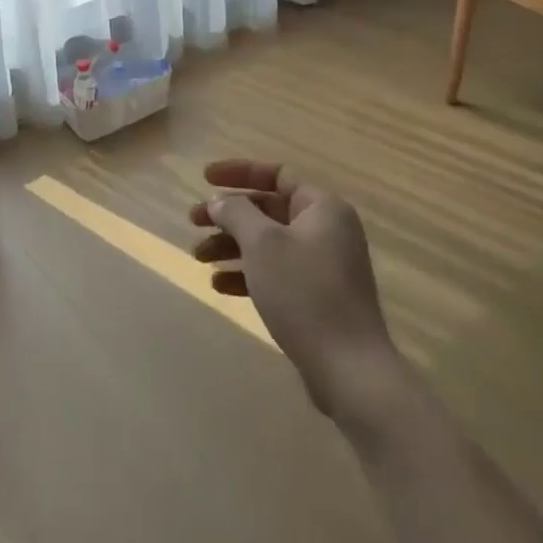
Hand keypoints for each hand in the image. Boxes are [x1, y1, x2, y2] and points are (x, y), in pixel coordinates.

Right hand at [189, 160, 399, 421]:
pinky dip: (248, 273)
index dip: (238, 172)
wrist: (349, 369)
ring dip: (231, 246)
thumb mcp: (262, 244)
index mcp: (323, 207)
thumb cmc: (304, 293)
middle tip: (193, 222)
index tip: (204, 178)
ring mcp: (324, 266)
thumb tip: (219, 201)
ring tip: (198, 258)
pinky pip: (276, 273)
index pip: (276, 174)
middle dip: (228, 216)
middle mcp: (327, 230)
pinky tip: (220, 286)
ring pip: (268, 243)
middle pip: (268, 210)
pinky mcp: (317, 297)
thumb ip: (236, 213)